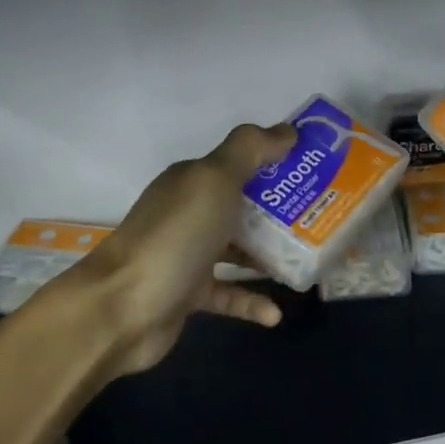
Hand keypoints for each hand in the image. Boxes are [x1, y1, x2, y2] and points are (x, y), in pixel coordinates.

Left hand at [59, 123, 295, 376]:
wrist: (121, 307)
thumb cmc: (175, 237)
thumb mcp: (214, 180)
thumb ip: (249, 151)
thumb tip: (287, 130)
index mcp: (193, 182)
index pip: (240, 163)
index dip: (277, 164)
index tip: (317, 171)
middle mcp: (189, 213)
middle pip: (242, 207)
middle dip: (280, 212)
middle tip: (322, 218)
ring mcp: (186, 255)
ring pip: (236, 250)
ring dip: (268, 256)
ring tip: (308, 262)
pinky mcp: (186, 295)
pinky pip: (227, 294)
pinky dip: (250, 301)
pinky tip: (276, 313)